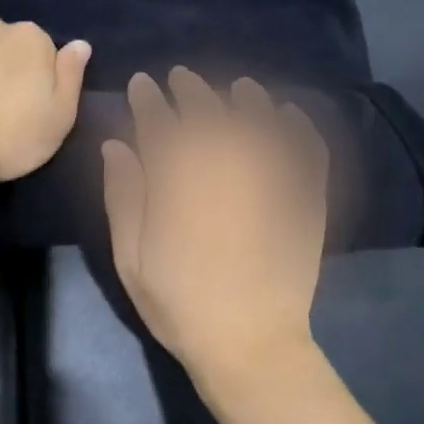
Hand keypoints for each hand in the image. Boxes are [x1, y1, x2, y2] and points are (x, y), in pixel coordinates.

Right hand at [101, 68, 327, 375]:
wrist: (250, 346)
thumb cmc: (180, 305)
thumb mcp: (132, 259)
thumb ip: (124, 198)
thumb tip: (116, 146)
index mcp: (180, 184)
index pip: (161, 125)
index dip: (149, 101)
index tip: (142, 84)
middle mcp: (225, 170)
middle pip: (208, 115)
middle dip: (191, 90)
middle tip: (180, 77)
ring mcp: (269, 183)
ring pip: (258, 124)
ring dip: (246, 100)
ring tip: (239, 87)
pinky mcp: (304, 201)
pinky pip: (307, 153)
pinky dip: (300, 129)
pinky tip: (291, 115)